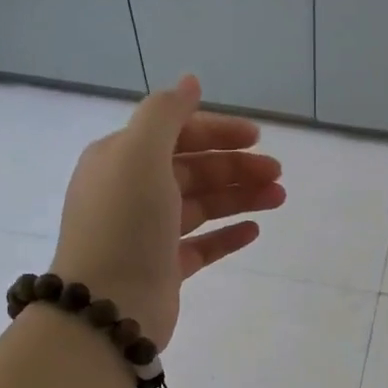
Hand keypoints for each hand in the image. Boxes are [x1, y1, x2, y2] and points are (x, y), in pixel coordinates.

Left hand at [52, 76, 283, 347]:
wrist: (108, 306)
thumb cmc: (124, 224)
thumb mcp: (139, 154)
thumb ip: (166, 113)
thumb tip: (190, 81)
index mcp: (121, 159)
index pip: (176, 133)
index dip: (218, 132)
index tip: (258, 138)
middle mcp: (132, 192)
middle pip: (193, 170)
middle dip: (236, 167)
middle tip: (277, 174)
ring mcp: (148, 233)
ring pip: (201, 206)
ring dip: (239, 197)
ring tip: (279, 199)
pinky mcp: (164, 268)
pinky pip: (201, 245)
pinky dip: (227, 234)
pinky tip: (254, 229)